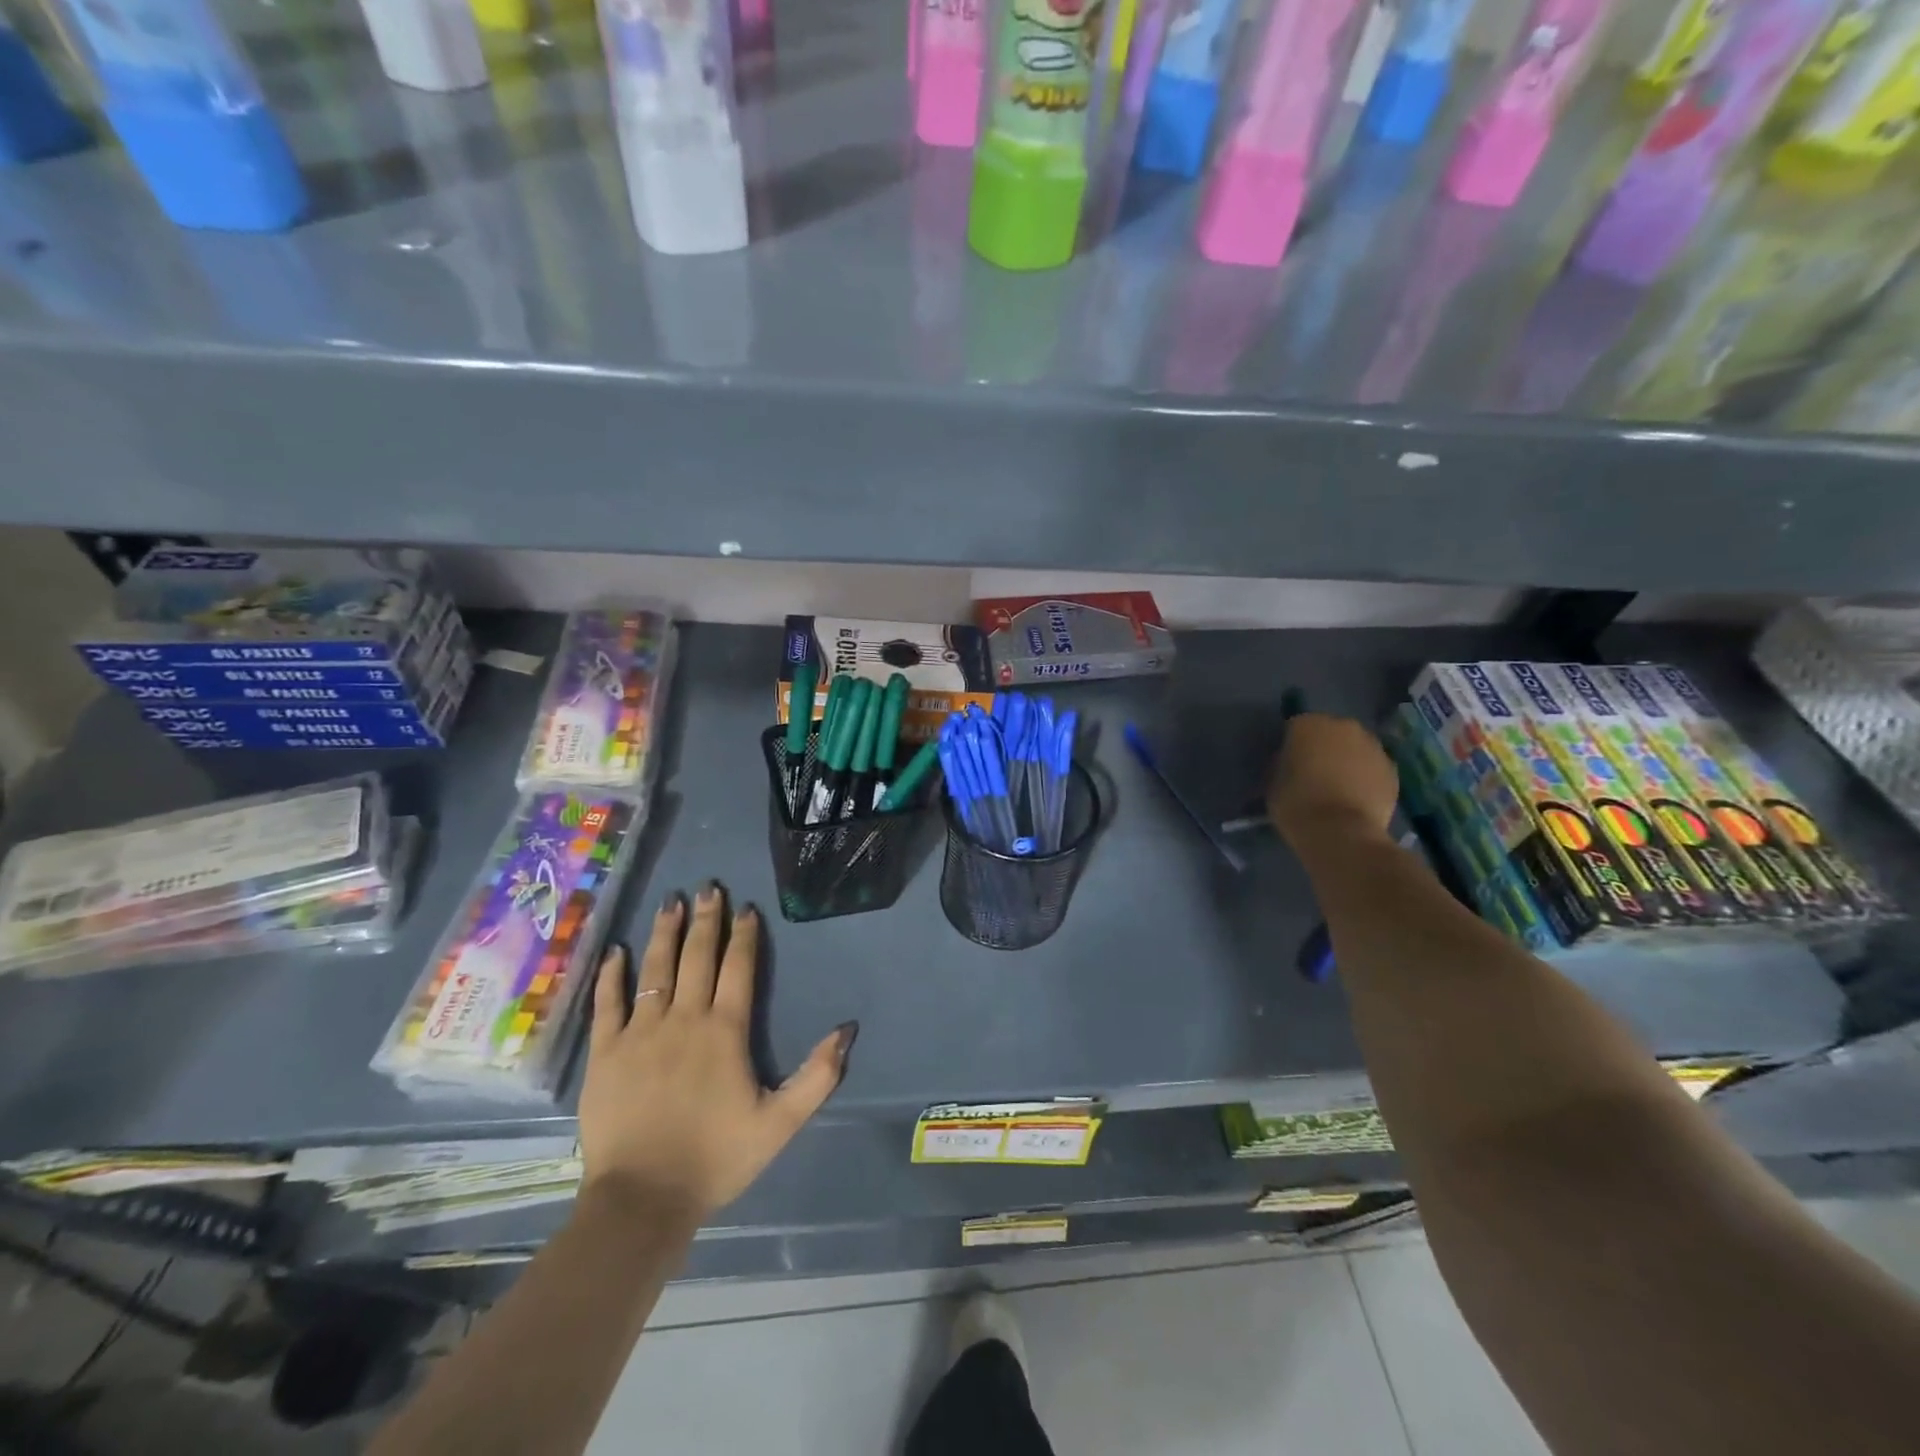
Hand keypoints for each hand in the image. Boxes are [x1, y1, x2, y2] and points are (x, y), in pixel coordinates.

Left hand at [579, 884, 855, 1222]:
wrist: (642, 1200)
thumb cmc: (716, 1158)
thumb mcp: (780, 1123)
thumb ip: (817, 1075)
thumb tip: (847, 1029)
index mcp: (725, 1030)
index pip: (738, 968)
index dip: (743, 935)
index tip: (746, 908)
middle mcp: (684, 1019)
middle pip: (696, 957)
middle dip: (705, 919)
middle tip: (708, 886)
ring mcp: (640, 1032)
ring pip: (654, 969)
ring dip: (664, 933)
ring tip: (671, 902)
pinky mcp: (606, 1052)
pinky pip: (608, 1003)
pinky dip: (612, 975)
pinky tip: (616, 951)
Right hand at [1265, 713, 1400, 850]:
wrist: (1341, 833)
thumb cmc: (1297, 805)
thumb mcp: (1273, 782)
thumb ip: (1282, 764)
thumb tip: (1290, 762)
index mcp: (1309, 725)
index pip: (1295, 728)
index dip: (1291, 746)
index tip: (1288, 765)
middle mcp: (1344, 726)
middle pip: (1330, 733)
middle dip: (1323, 749)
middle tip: (1314, 774)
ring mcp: (1373, 746)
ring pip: (1355, 749)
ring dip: (1347, 761)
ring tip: (1338, 788)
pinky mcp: (1393, 769)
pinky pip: (1372, 768)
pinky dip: (1366, 778)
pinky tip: (1356, 799)